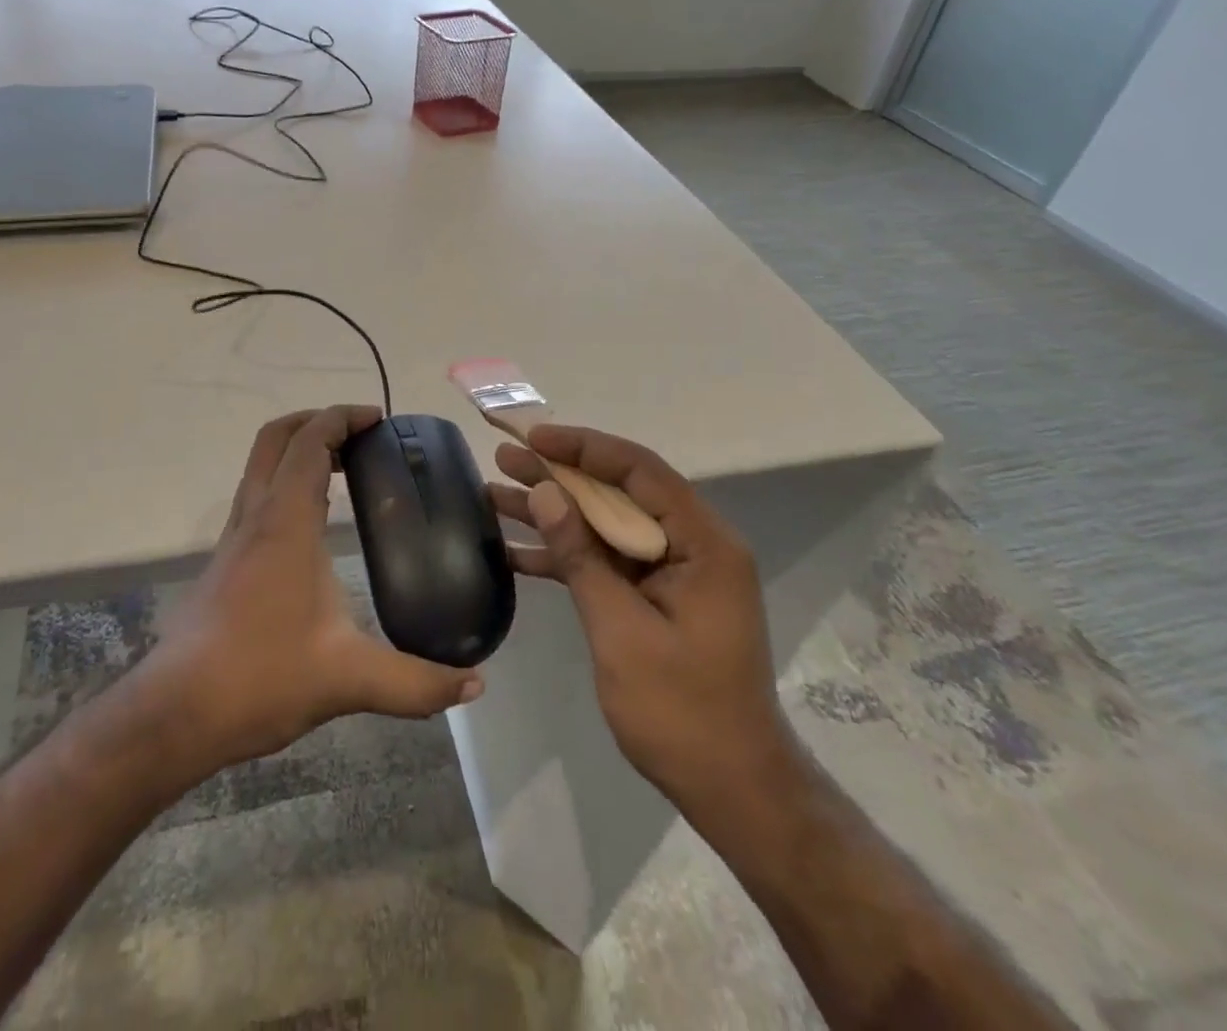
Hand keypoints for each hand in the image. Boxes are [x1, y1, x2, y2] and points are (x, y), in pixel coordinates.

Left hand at [145, 406, 483, 773]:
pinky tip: (312, 525)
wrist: (175, 713)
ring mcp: (234, 538)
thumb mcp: (348, 679)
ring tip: (343, 470)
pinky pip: (256, 496)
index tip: (378, 420)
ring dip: (297, 451)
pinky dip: (285, 483)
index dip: (342, 418)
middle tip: (359, 436)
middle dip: (315, 421)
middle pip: (275, 438)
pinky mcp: (224, 562)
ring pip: (259, 466)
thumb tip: (474, 684)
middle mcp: (255, 517)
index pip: (309, 443)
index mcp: (284, 523)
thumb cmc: (260, 678)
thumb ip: (416, 682)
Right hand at [491, 424, 800, 830]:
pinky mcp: (655, 596)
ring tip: (495, 494)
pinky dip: (566, 556)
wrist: (731, 789)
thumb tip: (545, 493)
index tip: (535, 438)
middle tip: (504, 459)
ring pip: (607, 525)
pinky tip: (514, 552)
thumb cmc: (682, 711)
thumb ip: (581, 556)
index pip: (640, 471)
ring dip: (554, 514)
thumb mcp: (621, 630)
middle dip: (559, 476)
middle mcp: (693, 545)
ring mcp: (674, 571)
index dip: (584, 447)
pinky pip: (607, 561)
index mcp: (703, 542)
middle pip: (619, 493)